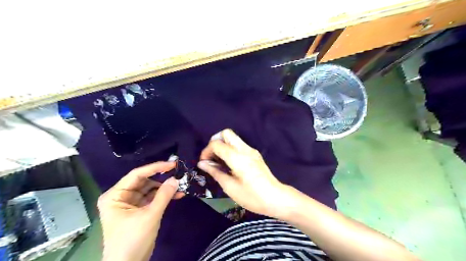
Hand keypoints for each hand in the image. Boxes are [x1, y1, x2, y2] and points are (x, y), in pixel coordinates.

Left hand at [97, 162, 180, 260]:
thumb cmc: (133, 240)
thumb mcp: (150, 216)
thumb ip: (163, 195)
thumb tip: (176, 179)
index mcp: (115, 195)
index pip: (137, 175)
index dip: (155, 168)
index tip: (172, 164)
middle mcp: (121, 196)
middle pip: (144, 181)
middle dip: (162, 178)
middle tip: (178, 173)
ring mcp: (130, 203)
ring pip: (150, 189)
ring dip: (165, 187)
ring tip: (181, 185)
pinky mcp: (139, 210)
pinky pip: (153, 198)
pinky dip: (164, 196)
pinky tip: (177, 194)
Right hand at [198, 129, 295, 217]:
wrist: (276, 198)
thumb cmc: (252, 196)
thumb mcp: (230, 187)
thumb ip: (215, 172)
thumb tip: (202, 164)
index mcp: (238, 157)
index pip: (217, 144)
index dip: (206, 151)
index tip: (204, 162)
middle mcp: (245, 149)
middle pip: (226, 133)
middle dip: (215, 142)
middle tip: (212, 157)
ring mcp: (251, 150)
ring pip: (233, 138)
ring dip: (223, 145)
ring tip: (219, 162)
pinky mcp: (255, 154)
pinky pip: (239, 145)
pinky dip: (230, 149)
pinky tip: (229, 164)